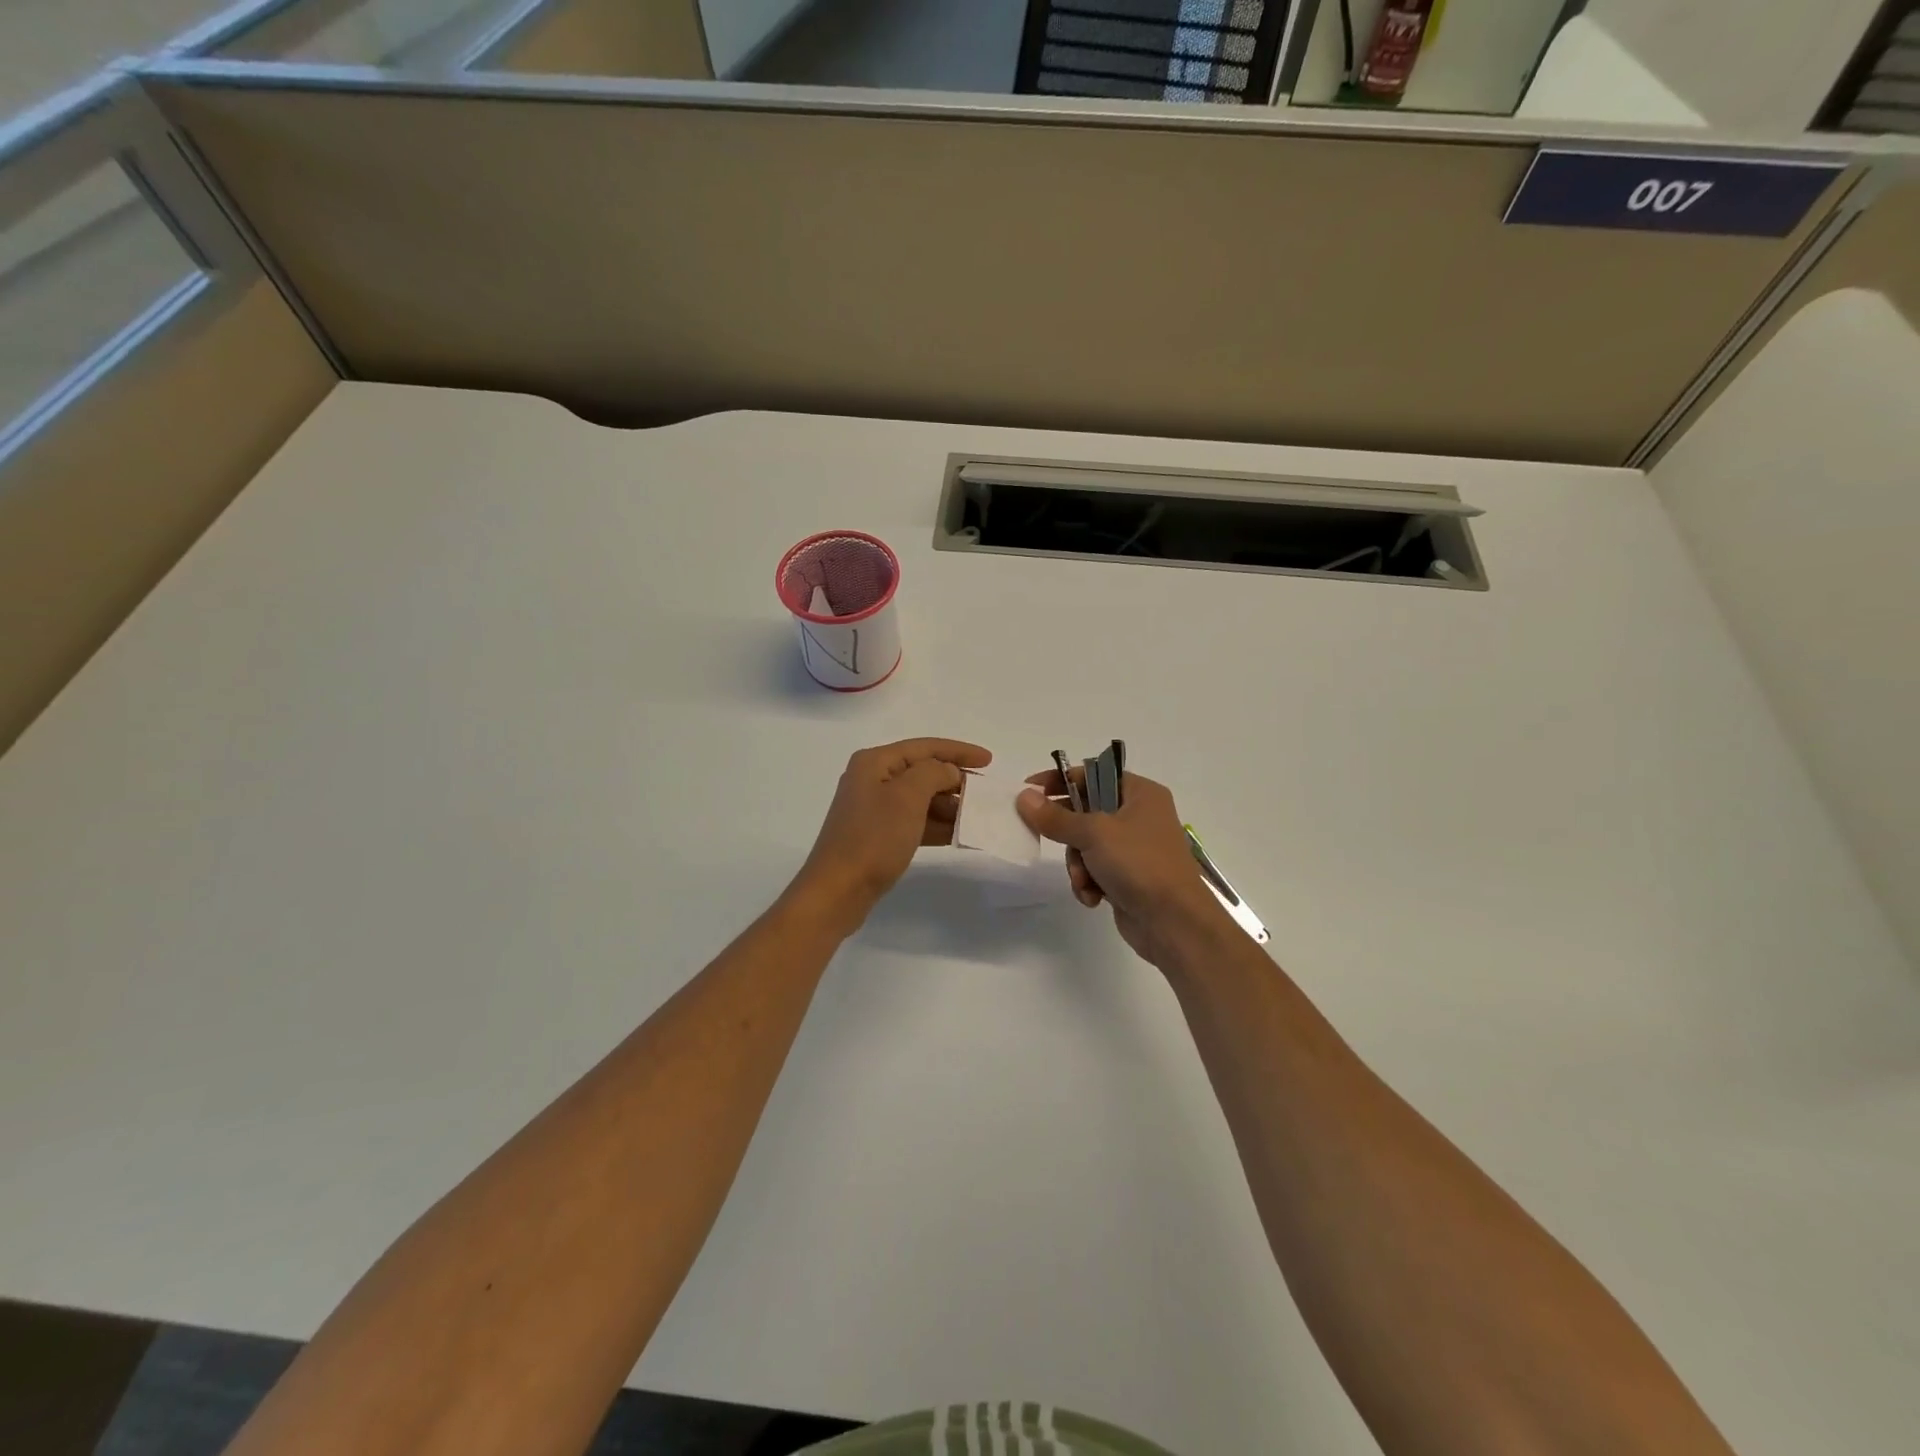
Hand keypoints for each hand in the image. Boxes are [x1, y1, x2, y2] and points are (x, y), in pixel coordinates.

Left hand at [790, 737, 991, 932]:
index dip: (959, 751)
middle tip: (984, 796)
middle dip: (954, 781)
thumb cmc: (873, 838)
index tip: (990, 761)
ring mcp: (873, 809)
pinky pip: (914, 821)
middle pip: (922, 771)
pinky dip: (936, 825)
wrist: (837, 891)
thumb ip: (934, 773)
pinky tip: (957, 835)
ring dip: (948, 805)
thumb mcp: (908, 797)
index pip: (925, 747)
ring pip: (920, 798)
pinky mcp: (877, 835)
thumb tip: (949, 772)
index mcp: (875, 762)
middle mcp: (872, 779)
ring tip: (975, 817)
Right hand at [1018, 768, 1236, 968]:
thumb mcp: (1094, 833)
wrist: (1175, 923)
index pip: (1092, 774)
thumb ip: (1055, 817)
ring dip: (1078, 865)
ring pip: (1085, 845)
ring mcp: (1134, 848)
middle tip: (1049, 839)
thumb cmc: (1139, 864)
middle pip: (1085, 811)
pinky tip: (1094, 897)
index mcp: (1140, 793)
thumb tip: (1024, 797)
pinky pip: (1094, 870)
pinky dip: (1089, 882)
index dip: (1060, 780)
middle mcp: (1139, 815)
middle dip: (1069, 835)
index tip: (1029, 791)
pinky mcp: (1128, 876)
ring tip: (1085, 880)